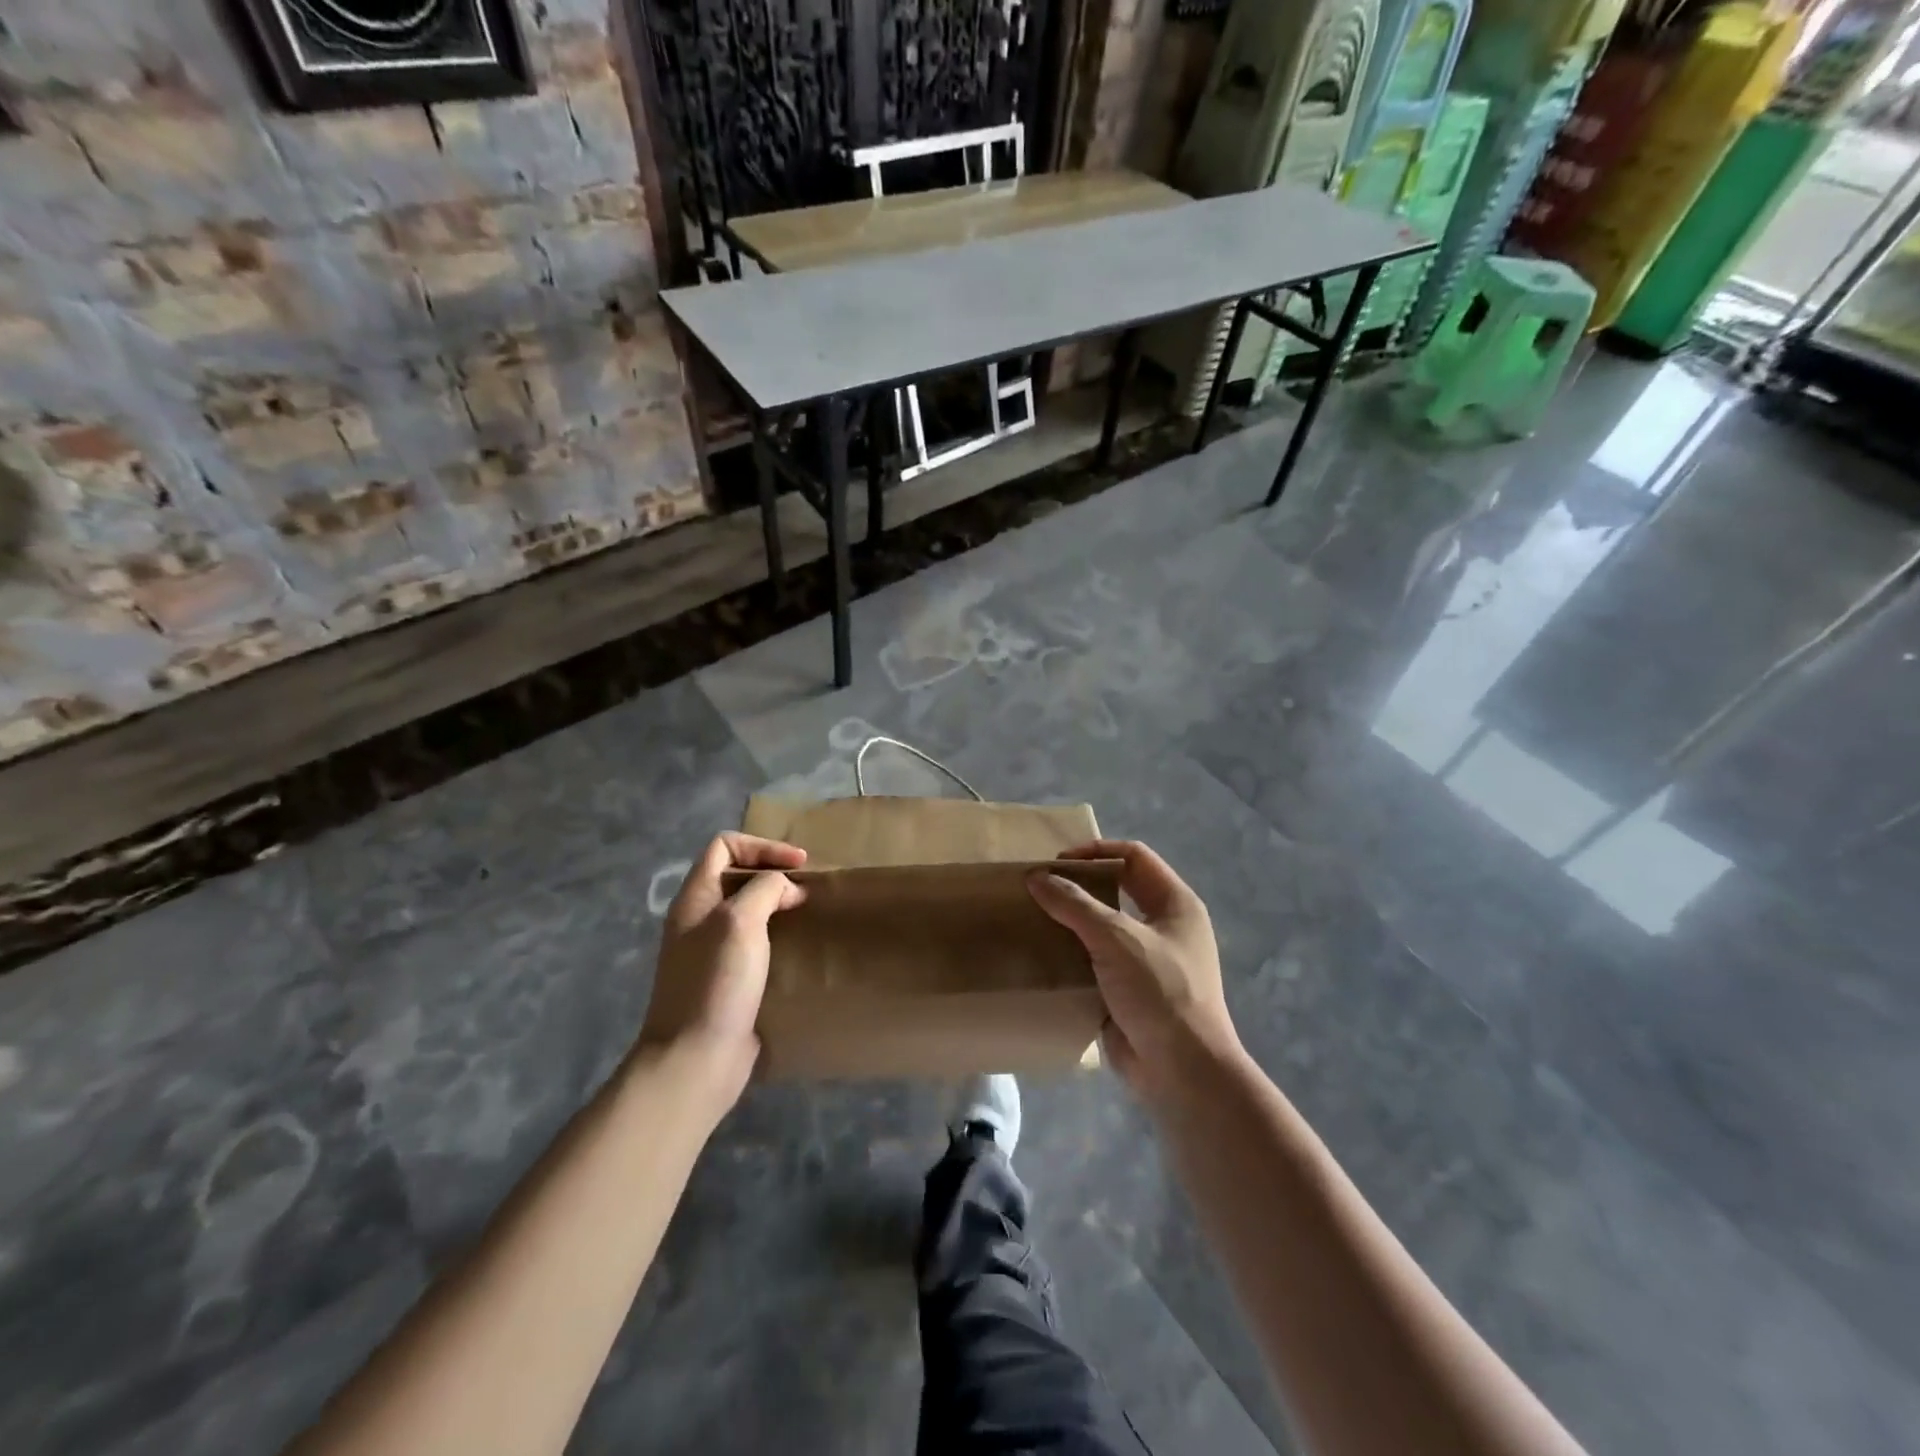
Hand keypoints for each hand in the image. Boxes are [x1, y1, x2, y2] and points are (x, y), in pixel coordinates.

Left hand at [641, 833, 807, 1109]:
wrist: (695, 1059)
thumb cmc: (716, 983)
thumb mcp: (740, 922)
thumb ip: (764, 890)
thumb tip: (785, 888)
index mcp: (694, 898)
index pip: (724, 846)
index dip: (762, 847)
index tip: (798, 865)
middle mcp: (699, 920)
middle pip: (736, 876)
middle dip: (773, 875)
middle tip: (807, 889)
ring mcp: (712, 952)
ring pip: (748, 911)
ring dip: (778, 906)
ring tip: (808, 914)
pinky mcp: (728, 981)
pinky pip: (755, 944)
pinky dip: (778, 937)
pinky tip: (799, 949)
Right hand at [1028, 840, 1240, 1105]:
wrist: (1183, 1072)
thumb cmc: (1161, 992)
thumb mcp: (1117, 939)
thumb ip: (1075, 904)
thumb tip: (1036, 876)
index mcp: (1175, 903)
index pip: (1134, 857)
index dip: (1096, 852)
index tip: (1057, 862)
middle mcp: (1163, 927)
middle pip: (1116, 891)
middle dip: (1078, 887)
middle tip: (1039, 891)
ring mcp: (1146, 961)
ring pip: (1102, 928)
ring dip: (1070, 923)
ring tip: (1033, 920)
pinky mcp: (1128, 991)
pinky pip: (1095, 963)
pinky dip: (1071, 957)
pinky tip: (1041, 958)